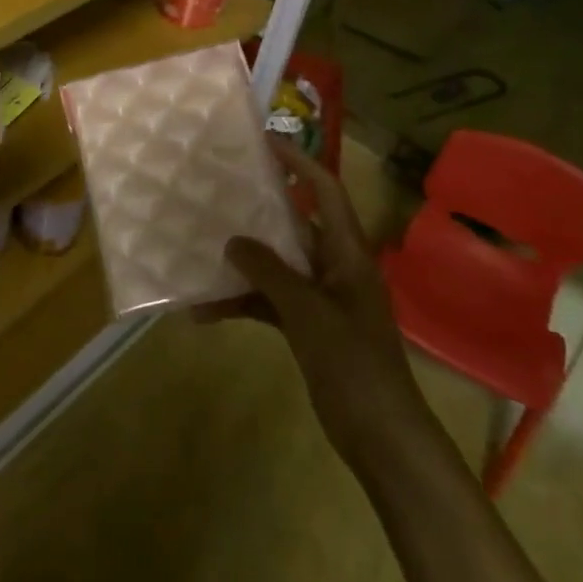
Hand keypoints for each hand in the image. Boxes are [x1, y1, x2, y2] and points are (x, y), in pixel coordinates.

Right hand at [195, 135, 434, 467]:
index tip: (264, 142)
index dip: (299, 163)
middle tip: (217, 189)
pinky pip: (269, 302)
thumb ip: (268, 271)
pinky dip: (241, 302)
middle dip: (257, 209)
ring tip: (199, 249)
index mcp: (347, 254)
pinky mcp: (308, 327)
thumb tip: (232, 240)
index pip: (326, 192)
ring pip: (276, 265)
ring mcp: (321, 299)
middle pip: (294, 225)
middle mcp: (335, 268)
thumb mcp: (307, 312)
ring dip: (241, 264)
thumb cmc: (353, 364)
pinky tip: (203, 311)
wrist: (383, 439)